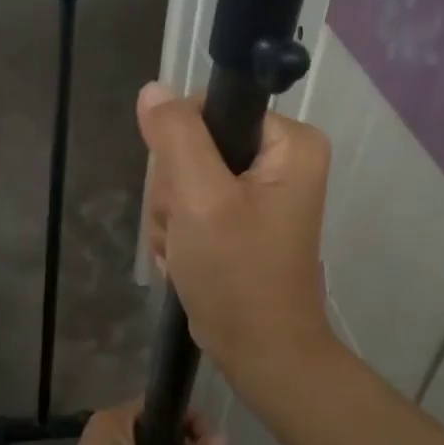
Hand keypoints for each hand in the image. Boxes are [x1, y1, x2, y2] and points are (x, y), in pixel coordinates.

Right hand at [137, 81, 339, 392]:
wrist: (260, 353)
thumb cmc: (238, 275)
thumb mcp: (201, 200)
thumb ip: (177, 137)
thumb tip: (153, 90)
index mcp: (290, 143)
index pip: (210, 108)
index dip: (182, 146)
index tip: (185, 192)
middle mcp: (281, 159)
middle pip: (195, 146)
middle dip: (176, 194)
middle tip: (188, 230)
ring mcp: (261, 192)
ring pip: (186, 180)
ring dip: (174, 218)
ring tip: (187, 252)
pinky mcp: (242, 220)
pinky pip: (193, 206)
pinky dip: (182, 235)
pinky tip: (187, 261)